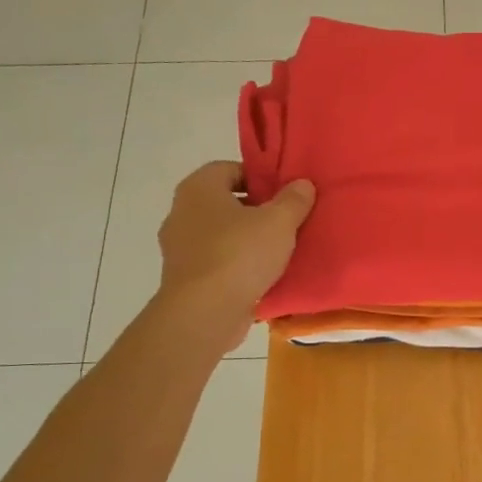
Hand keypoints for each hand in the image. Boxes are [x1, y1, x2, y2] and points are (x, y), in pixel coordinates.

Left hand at [156, 162, 314, 350]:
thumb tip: (302, 184)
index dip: (259, 177)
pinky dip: (237, 266)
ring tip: (280, 251)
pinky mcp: (185, 278)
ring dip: (247, 240)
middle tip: (287, 221)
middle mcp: (181, 212)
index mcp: (198, 188)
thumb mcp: (279, 222)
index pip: (230, 169)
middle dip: (256, 210)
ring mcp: (179, 248)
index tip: (285, 194)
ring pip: (221, 234)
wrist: (205, 313)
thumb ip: (293, 200)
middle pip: (226, 203)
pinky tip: (262, 276)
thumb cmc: (239, 255)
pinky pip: (217, 262)